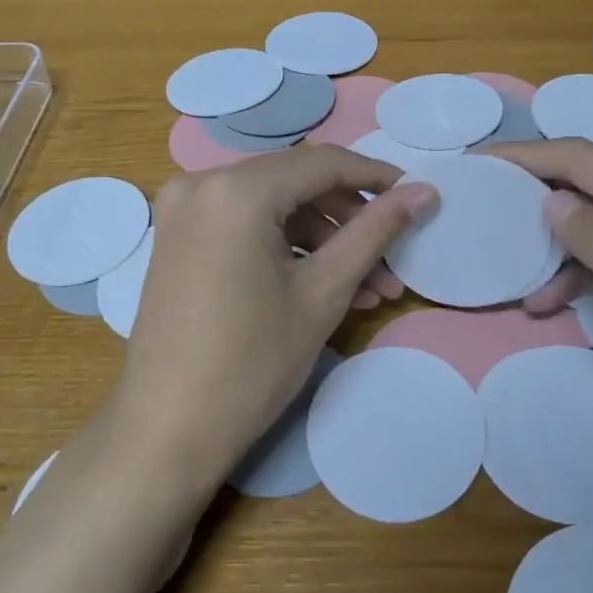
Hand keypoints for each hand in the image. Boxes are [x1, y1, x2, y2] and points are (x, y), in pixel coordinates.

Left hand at [111, 144, 437, 488]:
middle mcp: (201, 183)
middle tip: (391, 260)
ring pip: (273, 206)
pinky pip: (245, 224)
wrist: (167, 429)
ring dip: (323, 240)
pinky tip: (324, 287)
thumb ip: (375, 232)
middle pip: (295, 182)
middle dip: (349, 219)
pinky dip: (286, 247)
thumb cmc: (252, 363)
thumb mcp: (324, 292)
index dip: (375, 176)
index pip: (322, 163)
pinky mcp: (178, 236)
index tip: (415, 197)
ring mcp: (183, 210)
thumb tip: (425, 192)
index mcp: (236, 190)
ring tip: (369, 289)